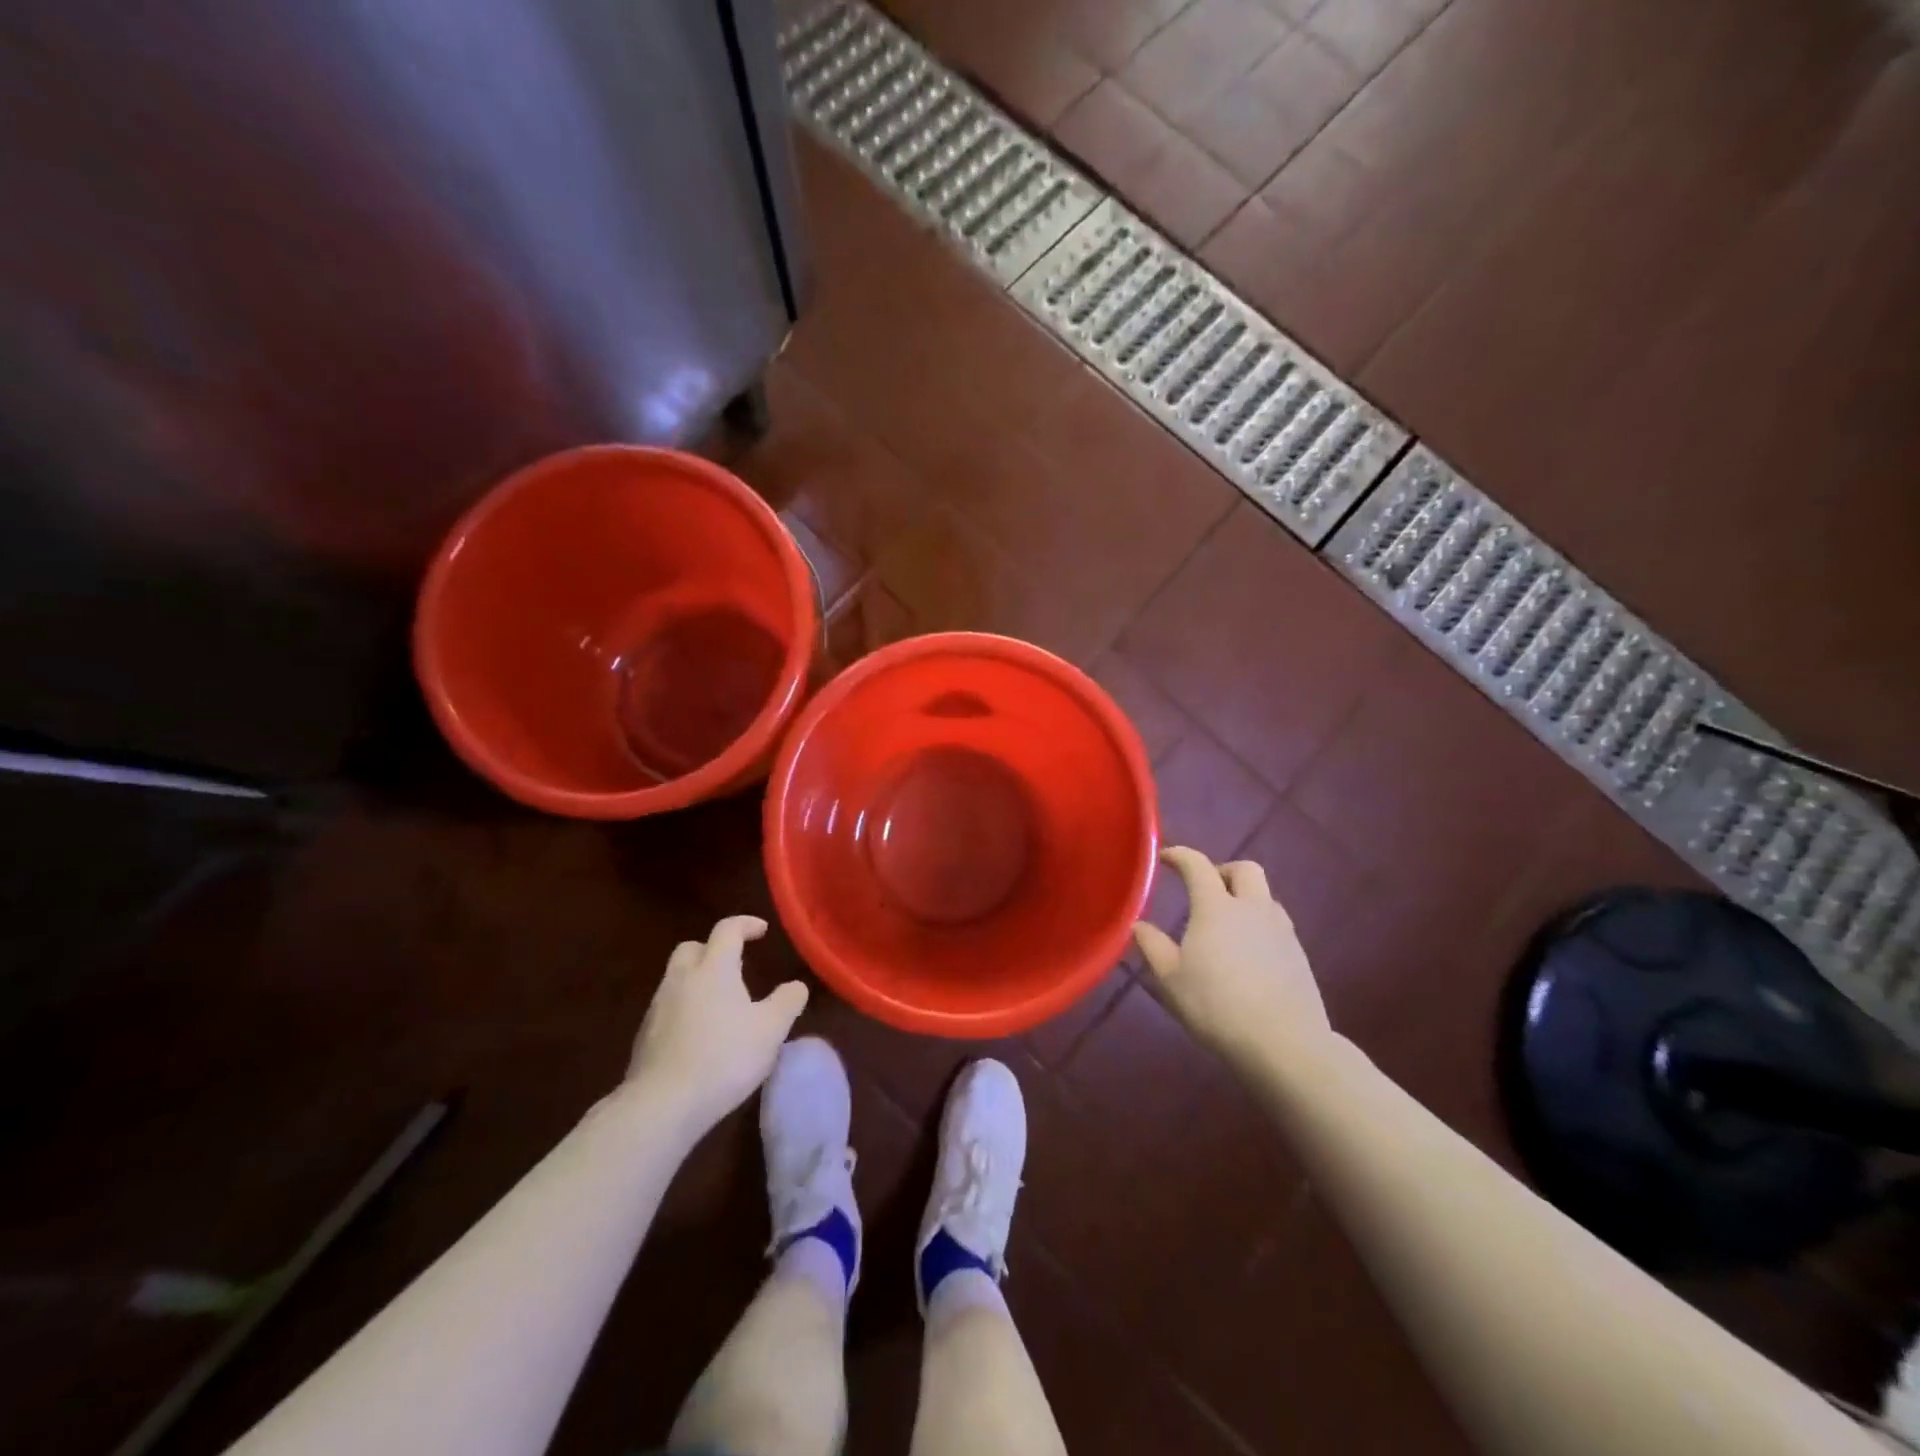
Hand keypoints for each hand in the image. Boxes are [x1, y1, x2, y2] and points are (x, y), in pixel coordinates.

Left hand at [626, 916, 808, 1132]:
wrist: (662, 1105)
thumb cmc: (724, 1058)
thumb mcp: (771, 1030)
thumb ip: (787, 1002)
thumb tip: (796, 985)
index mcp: (713, 968)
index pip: (727, 929)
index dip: (746, 924)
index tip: (762, 931)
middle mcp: (681, 979)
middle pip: (693, 948)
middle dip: (713, 949)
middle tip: (735, 965)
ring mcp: (658, 1007)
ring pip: (677, 978)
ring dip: (698, 981)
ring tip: (721, 1004)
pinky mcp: (644, 1036)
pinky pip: (667, 1008)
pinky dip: (684, 1009)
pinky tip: (699, 1035)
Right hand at [1133, 847, 1329, 1063]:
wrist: (1284, 1042)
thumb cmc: (1217, 1006)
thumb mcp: (1171, 979)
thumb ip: (1152, 946)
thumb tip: (1138, 924)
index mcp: (1216, 907)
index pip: (1197, 865)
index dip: (1180, 855)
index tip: (1166, 857)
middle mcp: (1252, 908)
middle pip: (1245, 869)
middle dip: (1223, 871)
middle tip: (1205, 889)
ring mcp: (1281, 930)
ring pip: (1265, 896)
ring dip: (1245, 898)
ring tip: (1227, 923)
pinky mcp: (1299, 954)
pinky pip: (1277, 923)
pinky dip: (1259, 924)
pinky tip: (1249, 952)